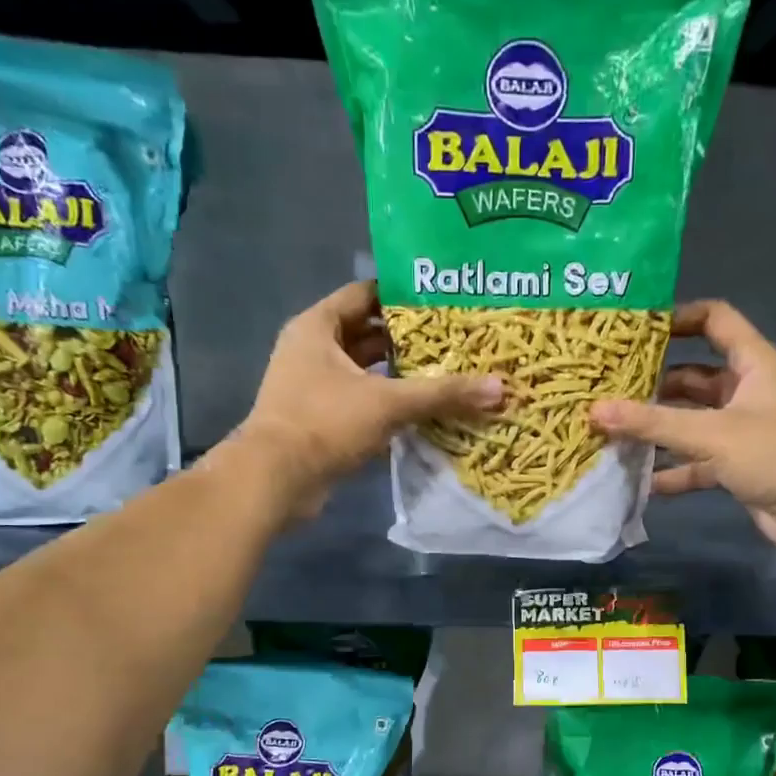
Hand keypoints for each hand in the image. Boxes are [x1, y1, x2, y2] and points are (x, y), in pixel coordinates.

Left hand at [233, 280, 501, 515]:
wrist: (276, 480)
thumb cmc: (325, 423)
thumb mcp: (388, 402)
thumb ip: (442, 393)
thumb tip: (499, 388)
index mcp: (318, 327)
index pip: (365, 294)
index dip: (403, 295)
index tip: (444, 300)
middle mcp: (312, 350)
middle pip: (368, 334)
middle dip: (409, 339)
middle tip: (456, 338)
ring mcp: (314, 387)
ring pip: (366, 372)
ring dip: (401, 375)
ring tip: (449, 372)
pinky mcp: (321, 420)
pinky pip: (362, 402)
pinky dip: (388, 404)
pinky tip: (424, 410)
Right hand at [590, 300, 775, 553]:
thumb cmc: (773, 455)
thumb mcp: (709, 433)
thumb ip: (652, 423)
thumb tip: (595, 410)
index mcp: (752, 364)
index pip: (715, 320)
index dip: (679, 317)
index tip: (636, 330)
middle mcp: (746, 391)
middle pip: (694, 376)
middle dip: (654, 384)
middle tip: (610, 388)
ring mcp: (740, 431)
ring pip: (691, 421)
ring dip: (658, 429)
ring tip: (614, 432)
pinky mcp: (736, 465)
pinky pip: (695, 461)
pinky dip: (672, 469)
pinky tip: (639, 479)